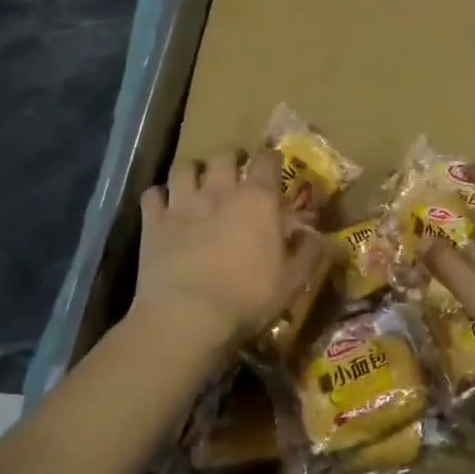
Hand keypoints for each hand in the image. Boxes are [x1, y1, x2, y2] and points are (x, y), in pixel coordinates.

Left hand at [130, 149, 327, 358]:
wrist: (187, 317)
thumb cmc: (248, 298)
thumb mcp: (293, 281)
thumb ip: (310, 253)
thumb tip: (322, 237)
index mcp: (258, 200)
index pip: (267, 160)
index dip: (271, 160)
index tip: (273, 167)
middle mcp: (220, 190)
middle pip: (224, 156)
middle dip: (232, 159)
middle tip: (236, 173)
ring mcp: (183, 203)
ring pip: (185, 168)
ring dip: (194, 172)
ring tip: (198, 184)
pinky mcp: (154, 222)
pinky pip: (152, 194)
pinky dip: (159, 197)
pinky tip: (164, 206)